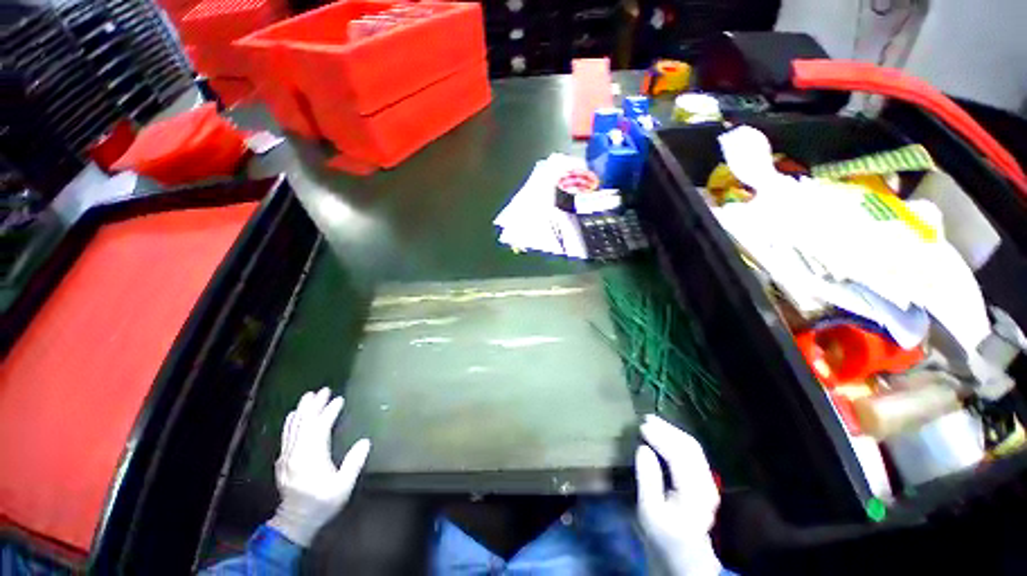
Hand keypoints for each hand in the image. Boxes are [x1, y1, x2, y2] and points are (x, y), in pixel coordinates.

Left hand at [268, 387, 370, 546]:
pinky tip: (293, 415)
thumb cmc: (322, 503)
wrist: (295, 523)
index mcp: (311, 457)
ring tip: (309, 396)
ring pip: (293, 428)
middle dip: (314, 405)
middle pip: (305, 424)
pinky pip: (286, 436)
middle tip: (323, 390)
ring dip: (302, 410)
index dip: (329, 412)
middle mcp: (296, 454)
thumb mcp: (343, 486)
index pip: (319, 428)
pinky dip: (290, 423)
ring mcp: (287, 457)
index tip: (339, 399)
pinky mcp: (282, 462)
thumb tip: (365, 441)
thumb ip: (354, 463)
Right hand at [635, 415, 721, 575]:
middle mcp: (706, 484)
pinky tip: (664, 433)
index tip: (641, 426)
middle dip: (667, 429)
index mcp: (694, 494)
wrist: (684, 555)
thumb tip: (642, 448)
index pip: (679, 456)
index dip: (660, 437)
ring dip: (672, 431)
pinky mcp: (703, 480)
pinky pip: (692, 452)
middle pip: (690, 447)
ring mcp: (708, 481)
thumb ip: (647, 478)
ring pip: (693, 447)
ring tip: (652, 421)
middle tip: (645, 418)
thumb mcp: (649, 511)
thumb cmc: (663, 535)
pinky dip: (676, 438)